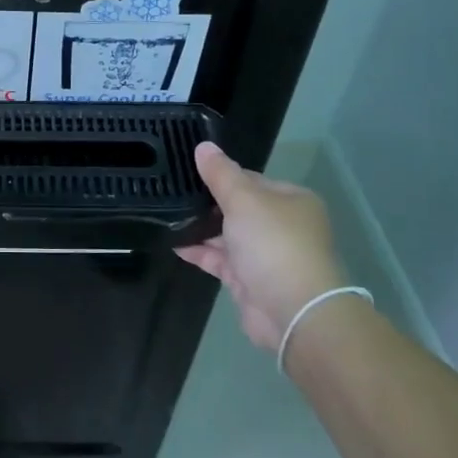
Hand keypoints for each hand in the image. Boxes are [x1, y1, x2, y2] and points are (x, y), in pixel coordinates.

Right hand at [175, 141, 347, 356]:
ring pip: (227, 234)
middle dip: (207, 203)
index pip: (251, 179)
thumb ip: (221, 174)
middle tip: (171, 192)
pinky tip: (172, 242)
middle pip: (238, 207)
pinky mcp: (249, 280)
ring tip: (164, 215)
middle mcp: (281, 225)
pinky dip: (199, 251)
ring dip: (200, 228)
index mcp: (290, 200)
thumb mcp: (244, 200)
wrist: (293, 311)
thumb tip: (203, 146)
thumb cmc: (273, 244)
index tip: (188, 172)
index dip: (221, 175)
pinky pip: (219, 259)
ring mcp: (265, 254)